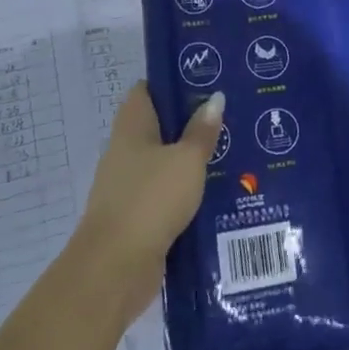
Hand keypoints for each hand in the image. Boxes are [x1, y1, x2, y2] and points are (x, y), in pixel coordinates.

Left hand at [73, 84, 220, 314]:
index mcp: (132, 128)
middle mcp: (126, 152)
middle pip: (159, 127)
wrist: (115, 268)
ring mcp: (129, 186)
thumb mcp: (186, 160)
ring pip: (165, 162)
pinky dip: (188, 192)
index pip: (146, 91)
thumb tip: (215, 98)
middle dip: (191, 122)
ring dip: (192, 160)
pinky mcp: (139, 217)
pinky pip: (167, 194)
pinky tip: (218, 192)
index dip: (172, 83)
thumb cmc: (150, 200)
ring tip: (233, 152)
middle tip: (230, 117)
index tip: (205, 81)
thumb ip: (202, 131)